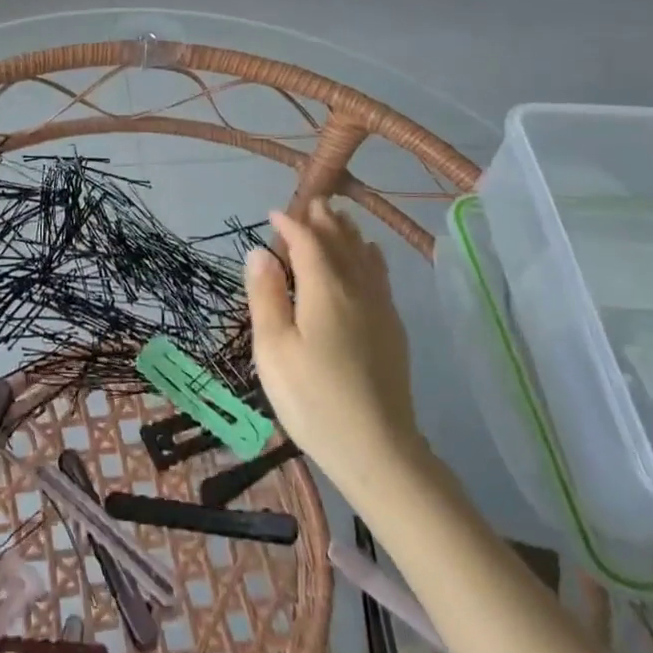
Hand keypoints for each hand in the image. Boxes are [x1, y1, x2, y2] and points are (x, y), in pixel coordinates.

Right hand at [245, 199, 423, 493]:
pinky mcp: (392, 329)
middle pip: (340, 241)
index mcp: (325, 289)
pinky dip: (368, 255)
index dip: (290, 223)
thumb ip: (266, 296)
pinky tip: (368, 256)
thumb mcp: (273, 349)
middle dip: (323, 219)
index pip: (307, 241)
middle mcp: (357, 288)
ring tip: (336, 218)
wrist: (378, 450)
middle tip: (308, 202)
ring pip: (364, 255)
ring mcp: (380, 308)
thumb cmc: (313, 399)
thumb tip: (260, 251)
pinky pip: (380, 275)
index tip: (273, 213)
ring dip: (347, 232)